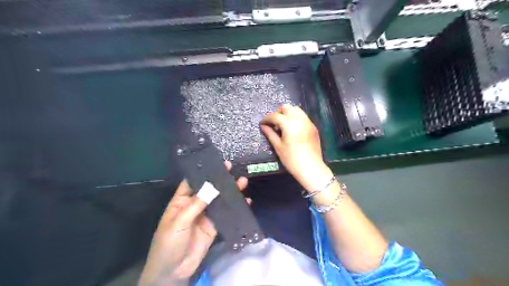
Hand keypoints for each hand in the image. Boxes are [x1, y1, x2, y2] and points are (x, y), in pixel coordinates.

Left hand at [139, 161, 248, 285]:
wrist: (173, 271)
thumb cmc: (169, 242)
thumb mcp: (180, 221)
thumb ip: (197, 204)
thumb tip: (212, 186)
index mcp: (181, 200)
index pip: (193, 182)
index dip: (204, 172)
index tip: (216, 163)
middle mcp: (195, 205)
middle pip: (209, 189)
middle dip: (220, 179)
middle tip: (231, 168)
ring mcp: (206, 215)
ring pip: (219, 200)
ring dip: (230, 192)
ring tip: (242, 182)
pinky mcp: (214, 226)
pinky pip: (226, 214)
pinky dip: (235, 208)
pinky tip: (245, 201)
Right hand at [260, 103, 332, 192]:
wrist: (311, 168)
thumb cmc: (292, 159)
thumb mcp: (278, 147)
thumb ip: (270, 134)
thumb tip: (263, 126)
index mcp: (289, 124)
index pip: (275, 116)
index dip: (267, 118)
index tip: (262, 123)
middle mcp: (300, 119)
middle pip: (287, 108)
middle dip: (278, 112)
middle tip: (274, 123)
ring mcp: (308, 122)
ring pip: (297, 110)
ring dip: (288, 113)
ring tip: (283, 124)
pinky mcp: (313, 127)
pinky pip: (303, 117)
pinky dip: (296, 118)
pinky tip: (293, 128)